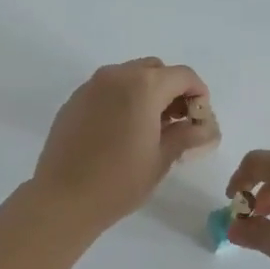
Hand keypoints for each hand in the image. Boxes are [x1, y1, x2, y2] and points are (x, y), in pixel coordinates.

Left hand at [32, 59, 218, 233]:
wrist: (63, 198)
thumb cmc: (119, 181)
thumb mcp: (162, 159)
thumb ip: (187, 135)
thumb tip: (205, 128)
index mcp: (144, 86)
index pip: (183, 76)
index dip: (198, 94)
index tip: (199, 120)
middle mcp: (117, 76)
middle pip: (155, 70)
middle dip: (171, 90)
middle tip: (177, 123)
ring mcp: (91, 86)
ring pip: (129, 76)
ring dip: (146, 93)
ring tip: (149, 128)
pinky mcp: (74, 100)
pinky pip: (107, 89)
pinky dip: (122, 99)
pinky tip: (121, 131)